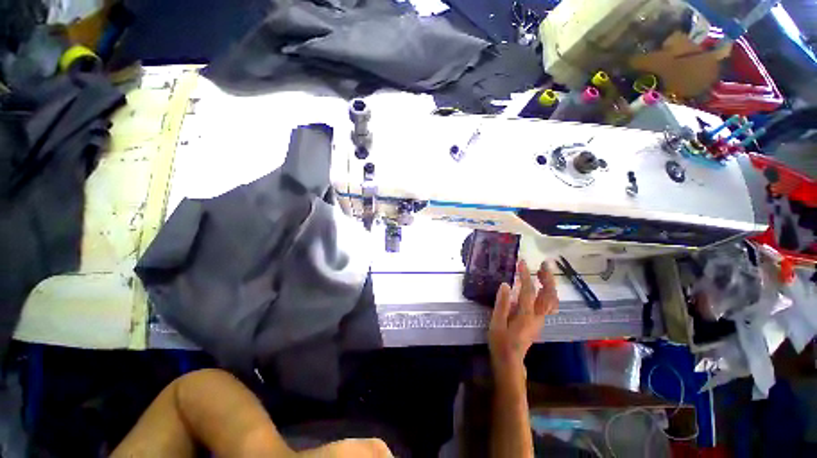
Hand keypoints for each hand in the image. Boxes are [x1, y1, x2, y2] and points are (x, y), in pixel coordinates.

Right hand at [488, 260, 558, 380]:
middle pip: (549, 295)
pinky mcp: (538, 322)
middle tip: (544, 264)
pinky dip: (548, 293)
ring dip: (550, 284)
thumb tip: (506, 285)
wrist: (510, 361)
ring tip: (544, 272)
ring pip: (552, 300)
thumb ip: (502, 304)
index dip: (526, 275)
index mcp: (526, 315)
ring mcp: (540, 319)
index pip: (529, 291)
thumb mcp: (496, 323)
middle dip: (548, 278)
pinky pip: (549, 305)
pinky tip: (542, 287)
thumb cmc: (501, 342)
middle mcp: (537, 316)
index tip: (522, 262)